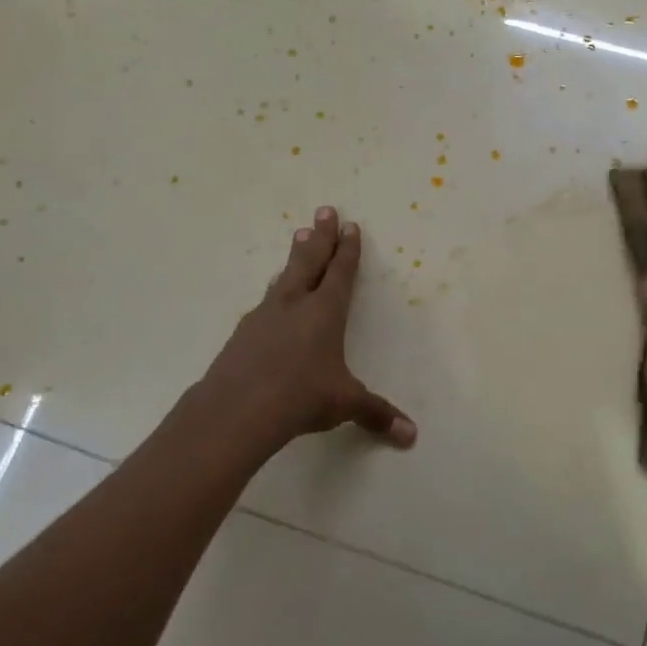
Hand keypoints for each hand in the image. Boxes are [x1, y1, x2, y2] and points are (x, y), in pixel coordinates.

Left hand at [195, 206, 416, 455]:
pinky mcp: (241, 334)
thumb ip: (376, 413)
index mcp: (324, 312)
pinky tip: (269, 300)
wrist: (236, 410)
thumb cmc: (300, 397)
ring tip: (297, 238)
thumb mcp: (344, 403)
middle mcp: (294, 305)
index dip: (348, 250)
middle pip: (309, 261)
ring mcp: (264, 316)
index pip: (340, 273)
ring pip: (283, 277)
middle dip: (320, 236)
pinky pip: (264, 303)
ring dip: (294, 257)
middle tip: (323, 210)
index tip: (350, 226)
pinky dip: (273, 293)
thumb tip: (411, 435)